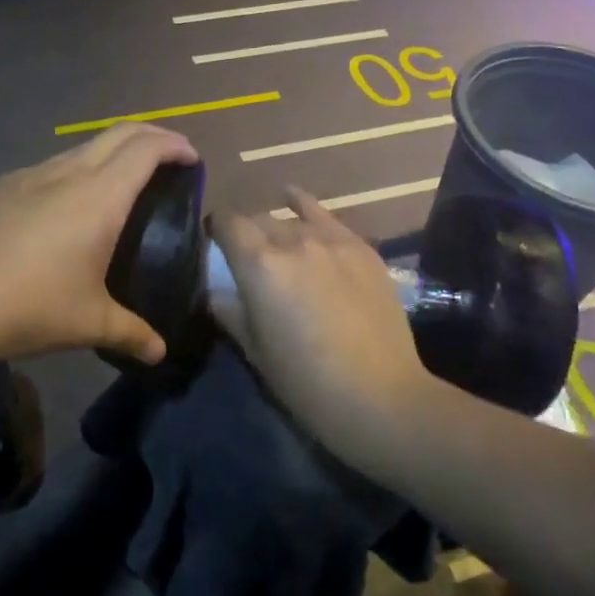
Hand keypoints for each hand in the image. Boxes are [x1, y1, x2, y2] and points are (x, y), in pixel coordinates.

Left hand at [0, 124, 199, 367]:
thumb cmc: (29, 306)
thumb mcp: (89, 323)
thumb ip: (132, 333)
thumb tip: (160, 352)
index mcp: (99, 196)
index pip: (146, 149)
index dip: (175, 145)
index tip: (191, 159)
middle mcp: (67, 173)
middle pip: (118, 133)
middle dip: (151, 136)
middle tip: (170, 158)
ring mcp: (30, 174)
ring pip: (82, 147)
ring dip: (111, 153)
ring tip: (123, 185)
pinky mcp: (2, 187)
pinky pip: (51, 167)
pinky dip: (77, 171)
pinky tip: (68, 208)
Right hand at [208, 189, 430, 461]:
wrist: (380, 398)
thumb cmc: (306, 383)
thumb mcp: (254, 351)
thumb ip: (229, 311)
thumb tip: (215, 291)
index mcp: (258, 263)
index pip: (226, 223)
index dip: (215, 230)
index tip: (213, 244)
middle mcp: (292, 240)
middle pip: (259, 220)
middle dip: (248, 235)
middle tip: (249, 261)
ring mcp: (331, 240)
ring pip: (292, 220)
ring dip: (278, 231)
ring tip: (280, 250)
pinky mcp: (361, 247)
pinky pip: (326, 216)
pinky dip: (306, 207)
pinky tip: (294, 198)